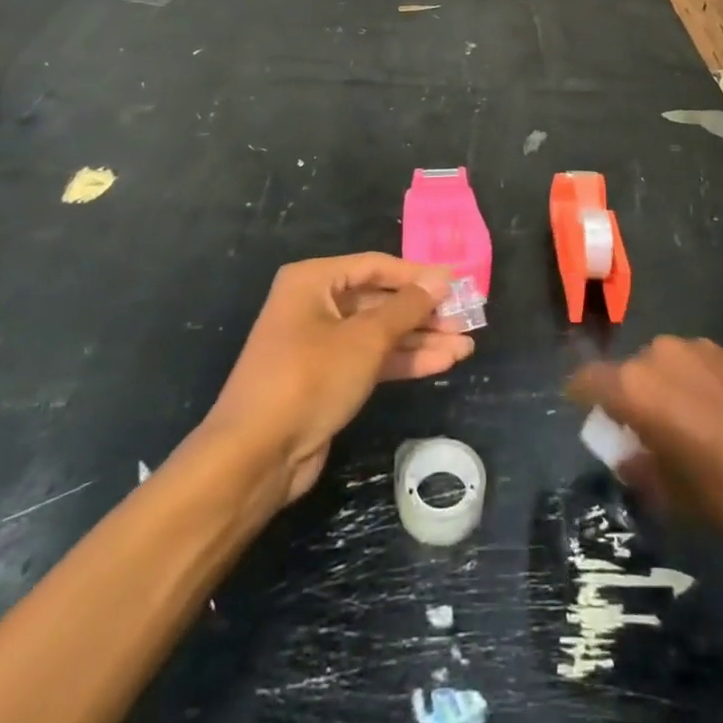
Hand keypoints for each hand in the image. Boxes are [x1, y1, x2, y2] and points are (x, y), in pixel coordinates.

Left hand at [192, 253, 474, 508]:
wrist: (255, 456)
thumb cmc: (310, 378)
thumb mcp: (365, 338)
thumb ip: (407, 307)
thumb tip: (442, 280)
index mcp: (314, 280)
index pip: (376, 266)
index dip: (419, 275)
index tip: (458, 285)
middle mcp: (315, 305)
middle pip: (381, 300)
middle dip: (424, 312)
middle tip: (467, 318)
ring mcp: (321, 344)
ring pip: (380, 333)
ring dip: (421, 339)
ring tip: (466, 345)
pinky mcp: (328, 379)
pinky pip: (373, 359)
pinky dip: (405, 360)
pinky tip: (443, 363)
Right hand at [570, 337, 722, 553]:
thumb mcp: (676, 496)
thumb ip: (642, 467)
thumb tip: (631, 454)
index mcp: (637, 386)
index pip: (589, 379)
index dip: (581, 396)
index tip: (583, 413)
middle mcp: (663, 354)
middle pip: (631, 371)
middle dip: (631, 398)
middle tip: (645, 434)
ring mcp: (704, 348)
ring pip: (667, 364)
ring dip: (667, 389)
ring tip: (689, 427)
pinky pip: (700, 365)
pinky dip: (698, 385)